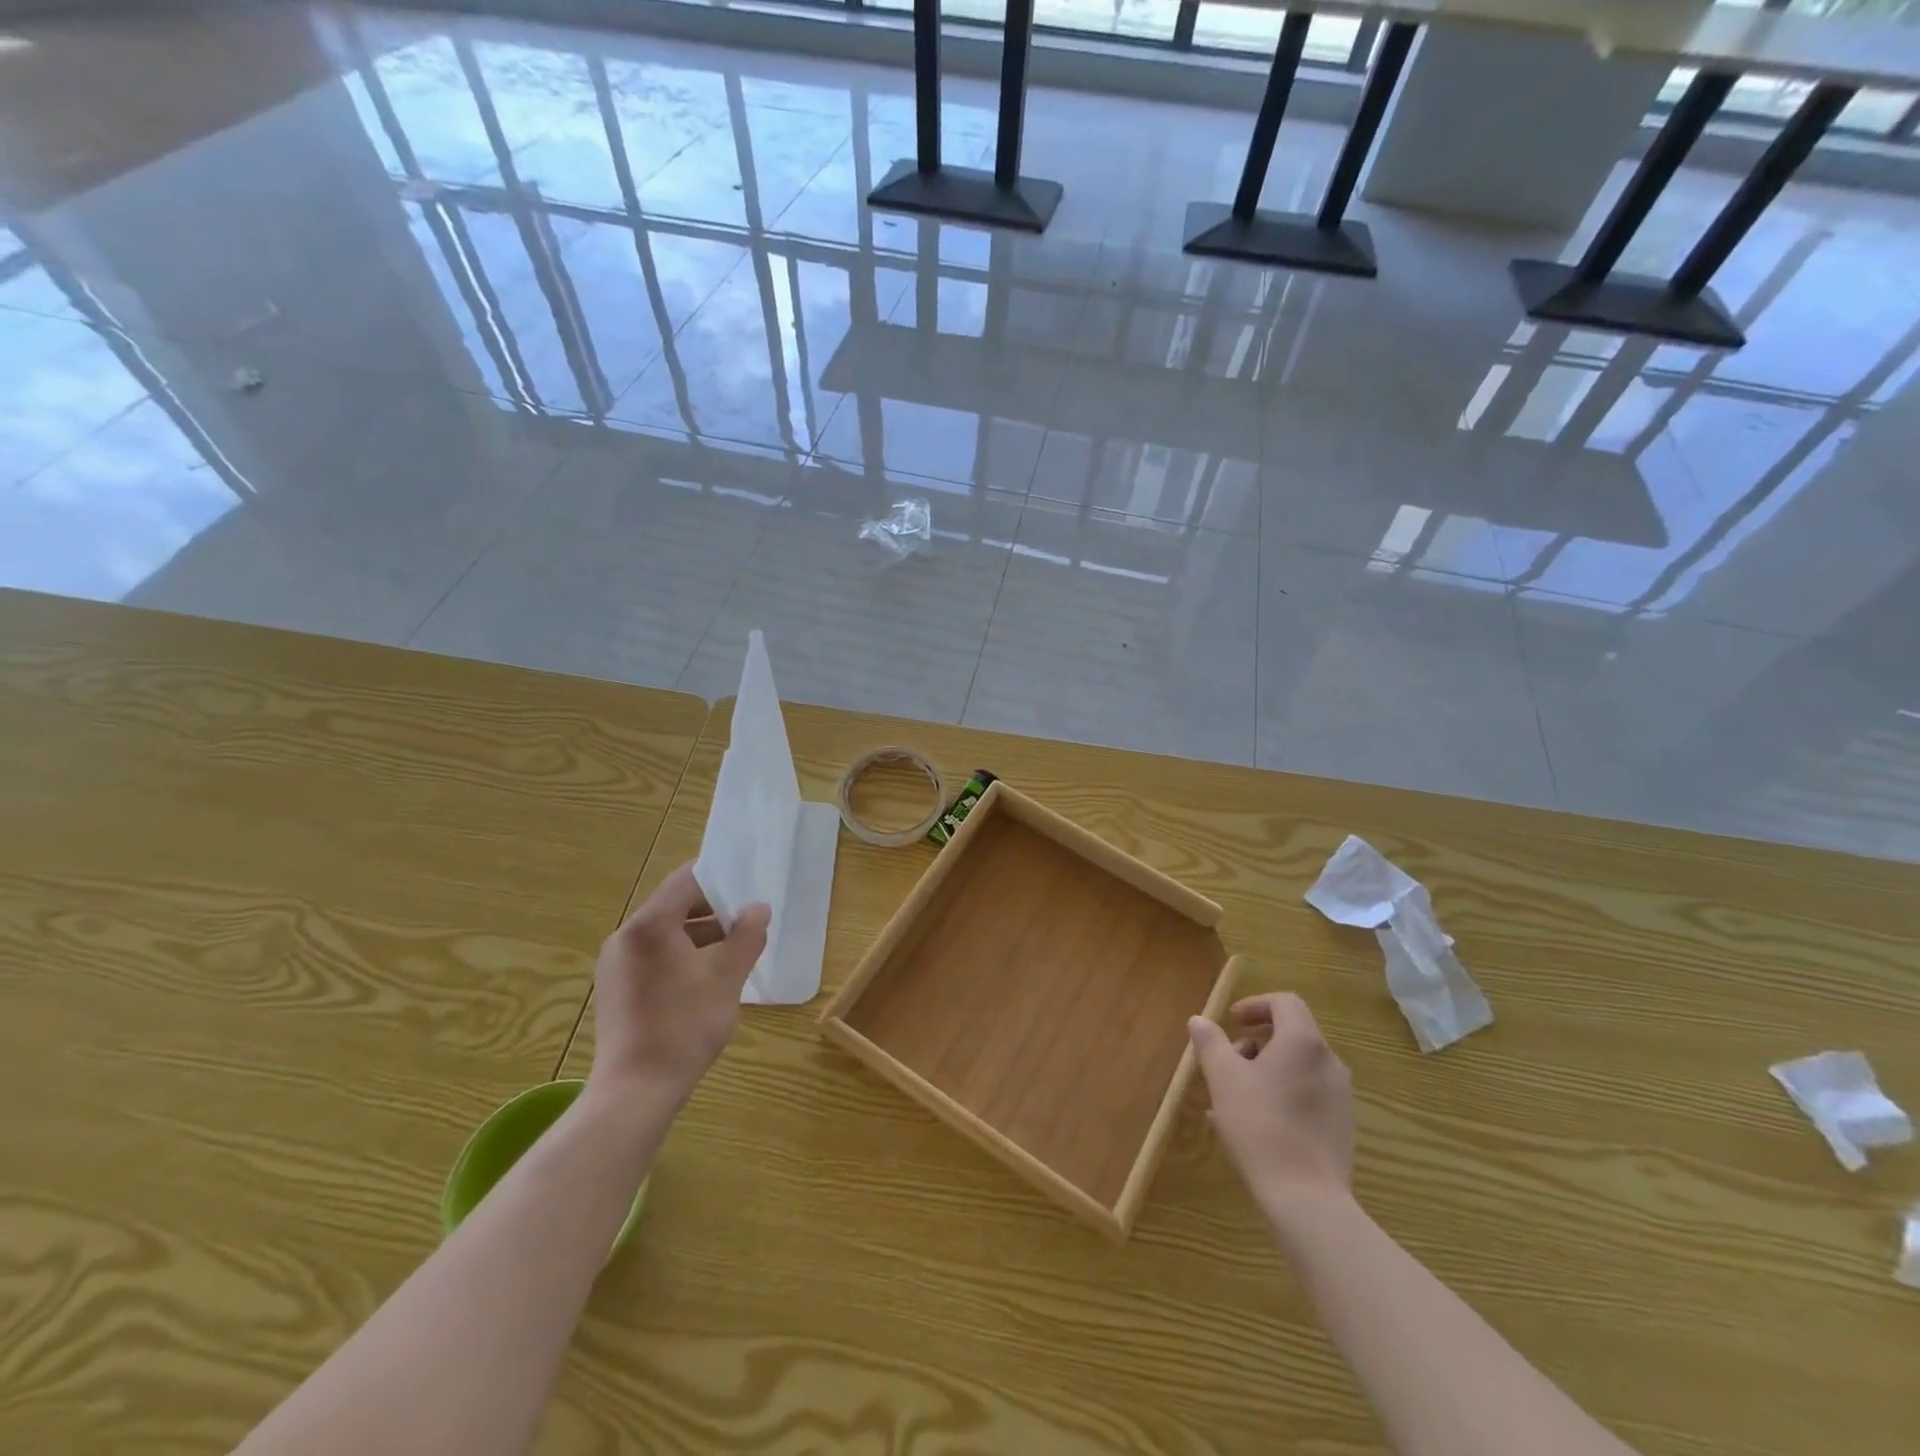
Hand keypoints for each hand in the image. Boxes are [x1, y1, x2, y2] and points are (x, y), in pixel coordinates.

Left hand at [589, 863, 770, 1106]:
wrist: (635, 1092)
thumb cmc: (684, 1026)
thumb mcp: (727, 977)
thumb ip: (747, 936)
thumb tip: (758, 909)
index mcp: (649, 925)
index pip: (686, 880)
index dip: (719, 876)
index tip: (748, 882)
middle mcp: (625, 936)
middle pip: (674, 905)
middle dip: (713, 909)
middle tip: (748, 917)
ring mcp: (616, 964)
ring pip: (664, 933)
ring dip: (700, 934)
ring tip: (734, 948)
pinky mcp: (615, 988)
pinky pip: (653, 955)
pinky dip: (681, 954)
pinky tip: (706, 976)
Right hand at [1189, 994, 1353, 1213]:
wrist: (1306, 1198)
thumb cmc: (1260, 1126)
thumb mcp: (1223, 1078)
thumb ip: (1211, 1043)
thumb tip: (1199, 1020)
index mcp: (1303, 1042)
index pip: (1285, 1002)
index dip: (1255, 1005)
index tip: (1232, 1021)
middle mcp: (1329, 1061)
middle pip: (1292, 1033)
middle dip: (1256, 1041)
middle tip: (1228, 1061)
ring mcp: (1340, 1096)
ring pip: (1299, 1066)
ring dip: (1267, 1069)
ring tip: (1236, 1096)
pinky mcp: (1342, 1125)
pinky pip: (1308, 1093)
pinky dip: (1282, 1093)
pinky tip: (1257, 1123)